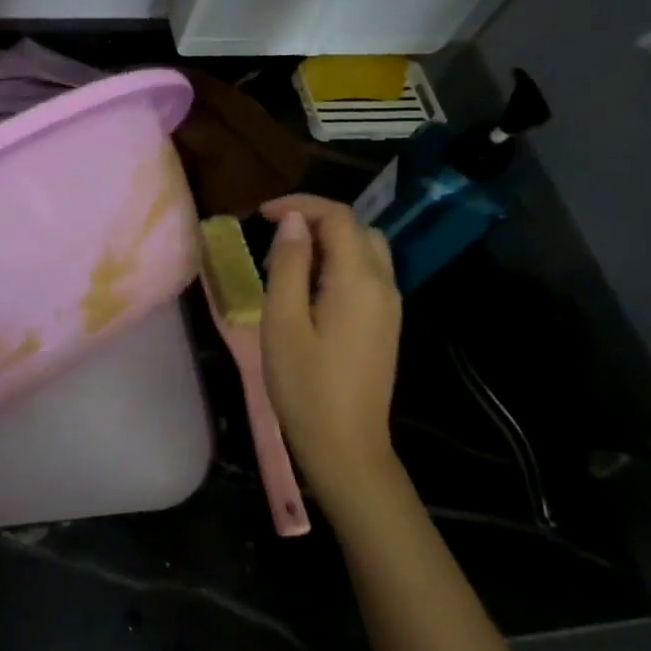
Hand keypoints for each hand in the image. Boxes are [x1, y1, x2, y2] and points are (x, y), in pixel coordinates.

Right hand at [260, 194, 402, 506]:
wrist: (345, 445)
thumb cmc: (305, 385)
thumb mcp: (282, 320)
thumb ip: (288, 264)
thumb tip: (293, 221)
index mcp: (359, 280)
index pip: (338, 217)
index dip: (300, 205)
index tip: (261, 213)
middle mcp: (383, 285)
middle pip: (357, 228)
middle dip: (315, 220)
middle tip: (273, 239)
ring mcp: (389, 306)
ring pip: (365, 250)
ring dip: (328, 242)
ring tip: (286, 264)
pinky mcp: (385, 323)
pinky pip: (367, 274)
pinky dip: (338, 264)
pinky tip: (308, 290)